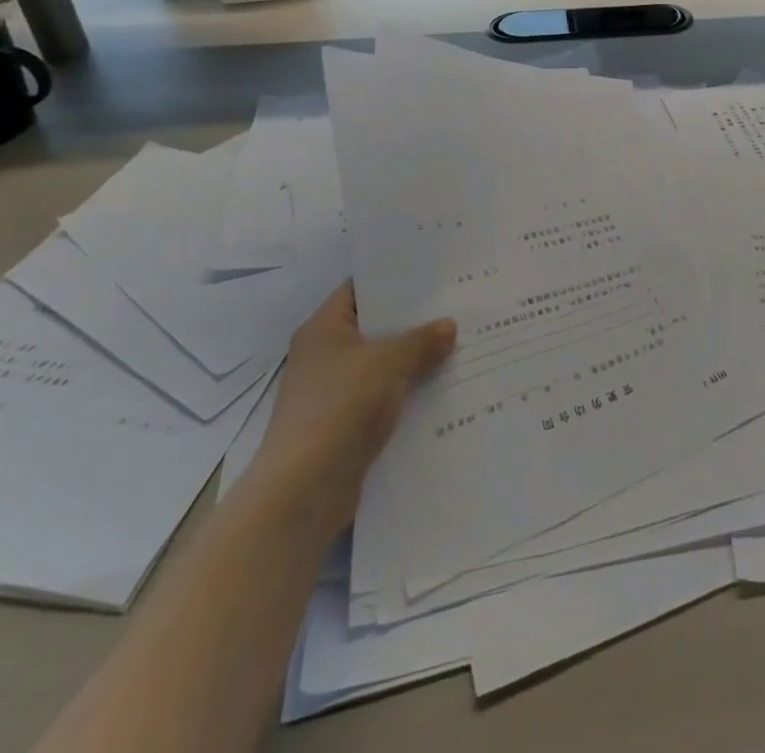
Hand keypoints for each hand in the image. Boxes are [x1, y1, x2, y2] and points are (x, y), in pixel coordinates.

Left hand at [245, 285, 455, 532]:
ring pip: (383, 364)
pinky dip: (409, 391)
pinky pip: (384, 396)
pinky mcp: (345, 424)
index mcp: (324, 328)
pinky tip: (444, 386)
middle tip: (457, 305)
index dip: (394, 279)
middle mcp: (325, 355)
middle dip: (414, 321)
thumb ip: (421, 340)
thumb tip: (449, 326)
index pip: (361, 289)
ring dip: (415, 359)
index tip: (433, 274)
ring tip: (460, 343)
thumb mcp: (388, 362)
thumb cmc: (340, 407)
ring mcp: (334, 391)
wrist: (304, 490)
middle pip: (375, 327)